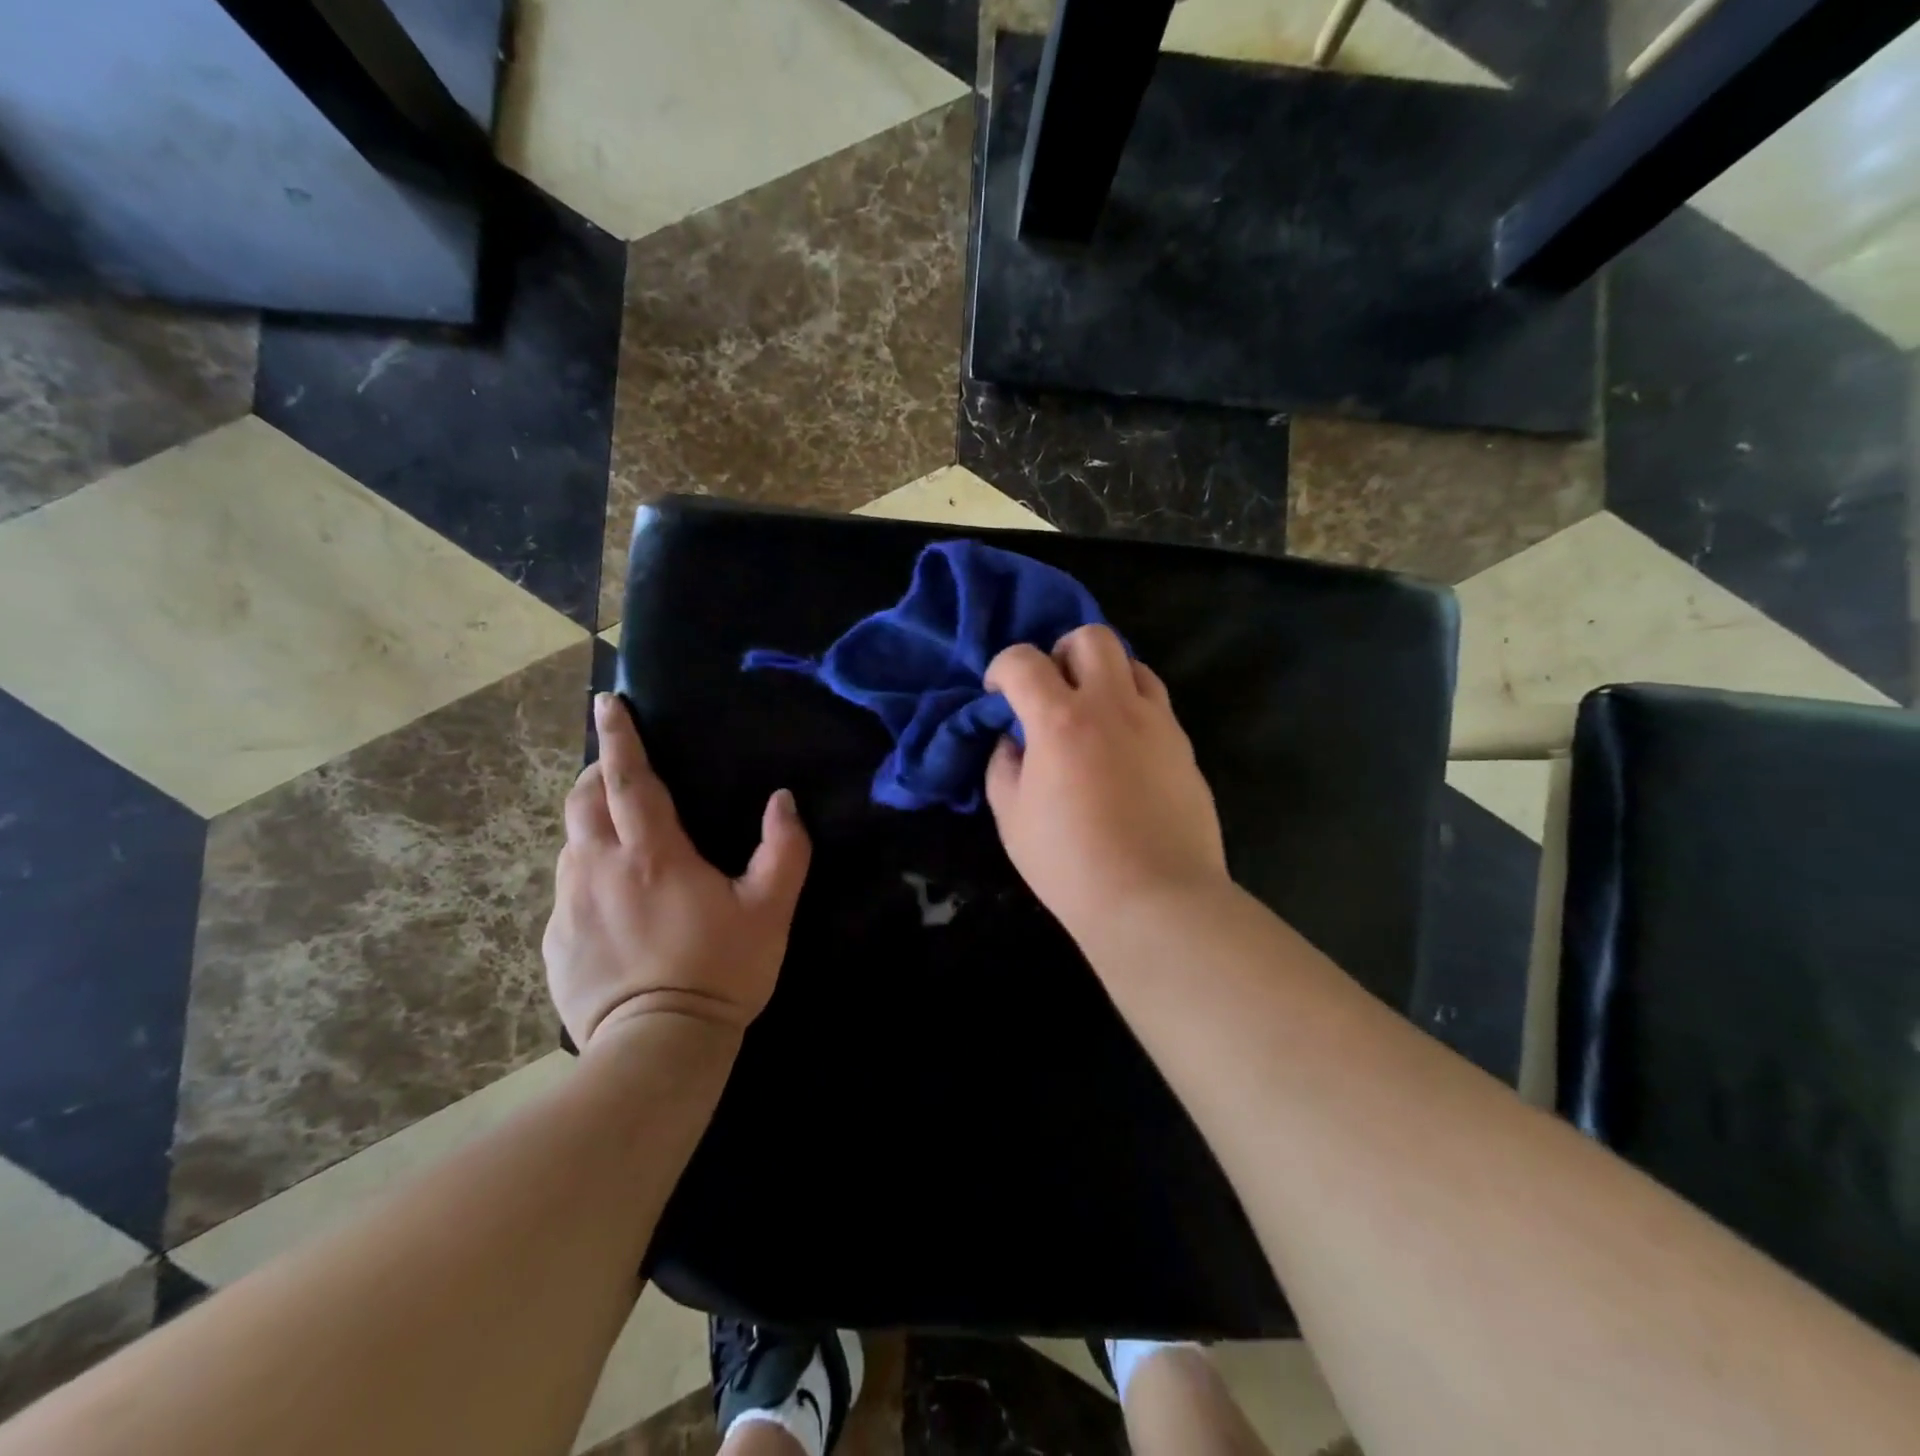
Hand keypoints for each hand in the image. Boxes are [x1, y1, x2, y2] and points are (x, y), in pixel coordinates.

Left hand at [543, 694, 811, 1050]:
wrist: (658, 1048)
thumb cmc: (721, 971)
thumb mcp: (770, 910)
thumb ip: (784, 850)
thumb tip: (782, 800)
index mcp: (653, 854)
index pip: (629, 778)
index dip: (620, 736)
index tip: (607, 702)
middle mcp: (600, 868)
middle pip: (584, 800)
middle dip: (599, 773)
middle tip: (621, 771)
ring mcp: (569, 906)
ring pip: (571, 843)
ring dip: (592, 824)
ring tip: (621, 836)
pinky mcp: (555, 941)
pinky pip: (567, 889)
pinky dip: (587, 875)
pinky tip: (614, 903)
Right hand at [985, 625, 1227, 944]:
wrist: (1155, 900)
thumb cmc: (1071, 865)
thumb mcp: (1012, 820)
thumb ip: (1003, 768)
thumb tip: (1012, 742)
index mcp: (1060, 720)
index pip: (1024, 660)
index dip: (1003, 668)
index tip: (999, 694)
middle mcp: (1112, 705)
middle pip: (1091, 637)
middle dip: (1061, 652)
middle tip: (1051, 691)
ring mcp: (1156, 722)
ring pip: (1132, 662)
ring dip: (1103, 675)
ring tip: (1091, 714)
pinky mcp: (1184, 745)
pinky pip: (1156, 702)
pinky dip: (1131, 706)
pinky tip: (1122, 747)